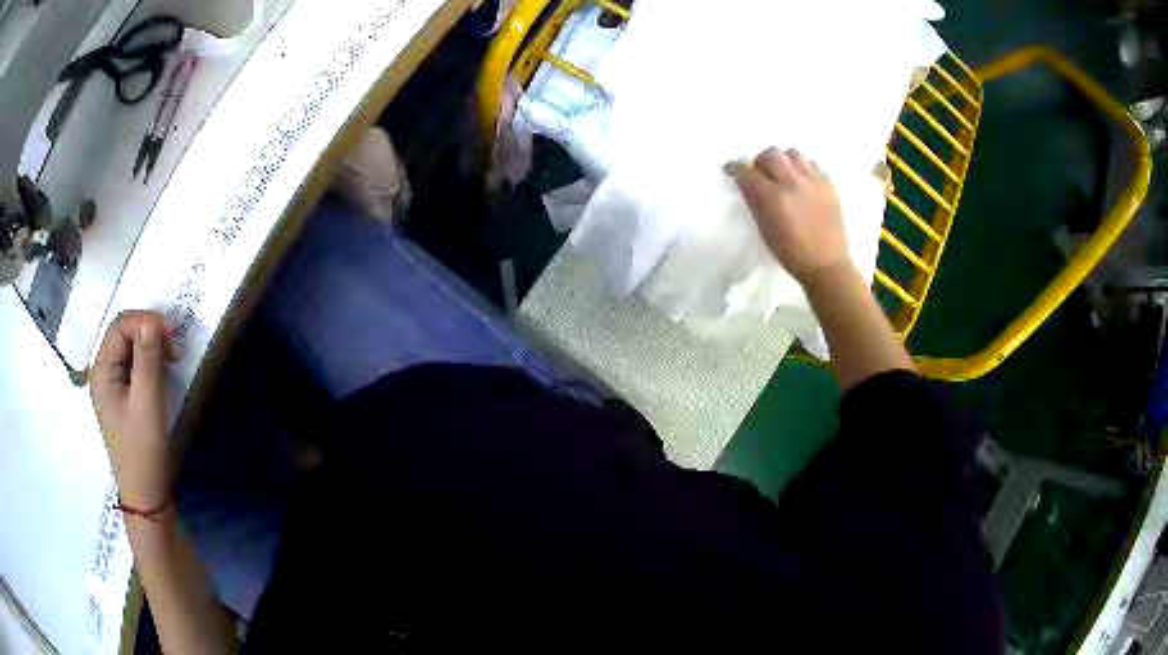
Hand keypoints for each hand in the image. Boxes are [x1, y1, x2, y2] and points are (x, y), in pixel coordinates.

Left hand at [90, 311, 176, 509]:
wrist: (147, 498)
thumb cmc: (144, 451)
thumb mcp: (147, 404)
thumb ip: (147, 359)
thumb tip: (152, 321)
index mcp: (102, 372)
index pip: (120, 326)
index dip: (145, 321)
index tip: (173, 333)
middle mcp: (103, 374)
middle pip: (123, 334)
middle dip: (149, 331)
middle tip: (175, 345)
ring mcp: (112, 388)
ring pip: (130, 350)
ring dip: (151, 346)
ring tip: (172, 359)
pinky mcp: (123, 400)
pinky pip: (134, 368)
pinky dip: (150, 362)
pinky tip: (163, 372)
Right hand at [727, 148, 849, 285]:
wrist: (826, 264)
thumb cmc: (791, 254)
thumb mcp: (765, 230)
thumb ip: (755, 203)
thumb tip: (746, 184)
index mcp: (773, 198)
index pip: (747, 172)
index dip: (735, 168)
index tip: (731, 169)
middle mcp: (793, 183)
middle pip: (771, 154)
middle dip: (760, 162)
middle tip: (760, 173)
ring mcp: (813, 181)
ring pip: (792, 153)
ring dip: (783, 160)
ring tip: (783, 174)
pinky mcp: (828, 184)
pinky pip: (812, 164)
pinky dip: (802, 167)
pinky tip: (801, 181)